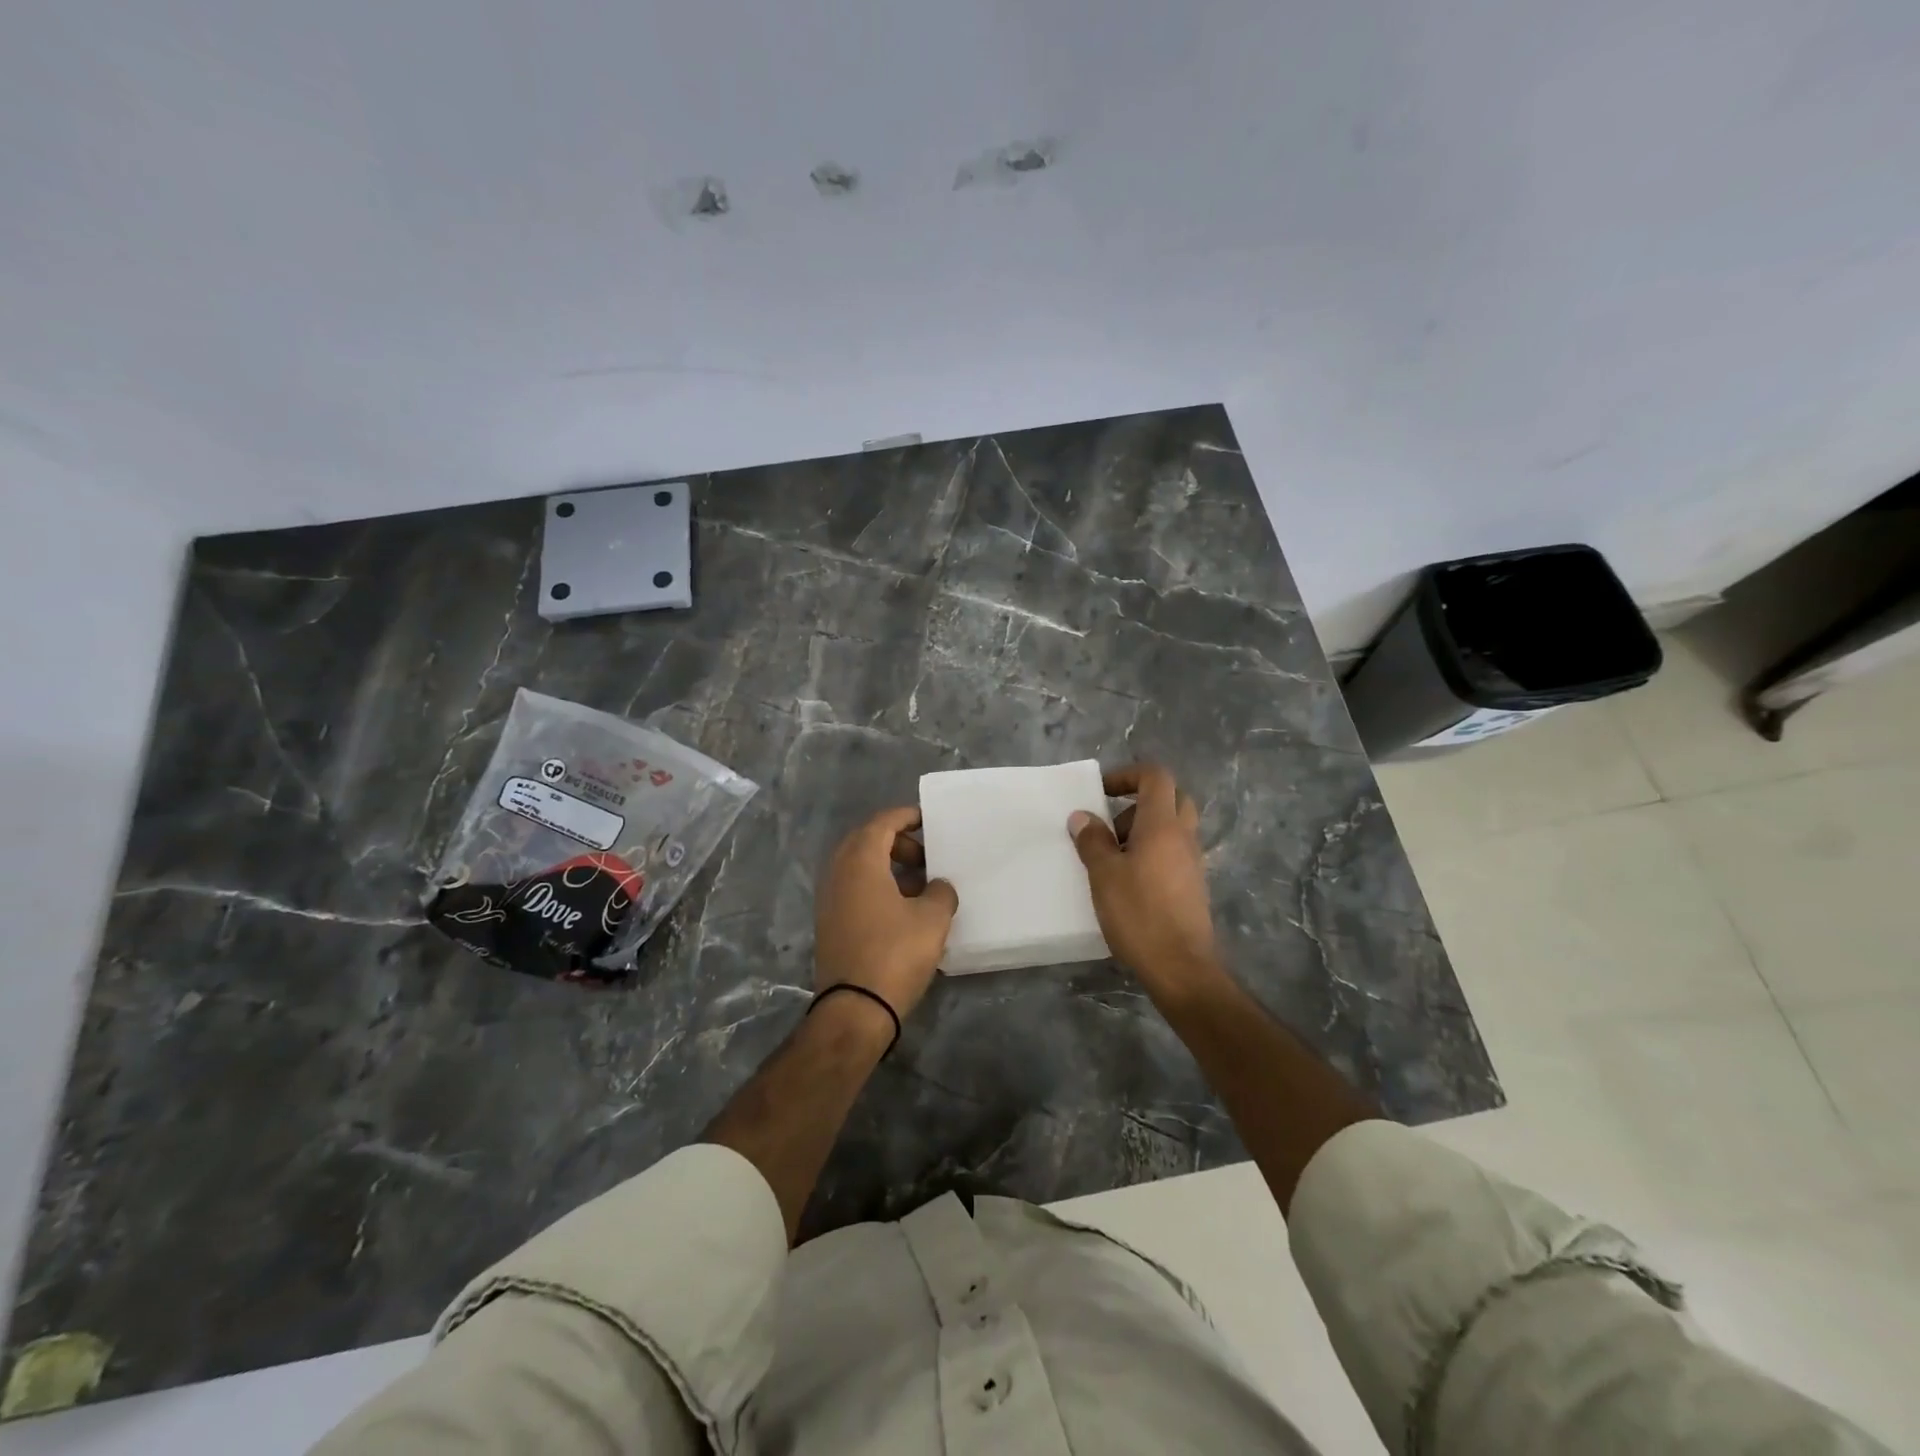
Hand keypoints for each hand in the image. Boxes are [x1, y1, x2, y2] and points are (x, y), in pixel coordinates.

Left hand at [814, 806, 958, 1021]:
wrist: (854, 1008)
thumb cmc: (895, 954)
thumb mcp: (932, 919)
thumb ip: (940, 892)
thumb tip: (937, 886)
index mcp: (860, 861)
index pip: (882, 822)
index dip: (906, 816)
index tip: (928, 819)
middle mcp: (838, 872)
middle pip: (866, 841)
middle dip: (897, 842)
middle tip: (926, 855)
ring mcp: (829, 899)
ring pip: (859, 866)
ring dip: (887, 866)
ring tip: (920, 884)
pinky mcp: (829, 923)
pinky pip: (854, 888)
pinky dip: (877, 886)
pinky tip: (903, 908)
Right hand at [1069, 764, 1222, 1003]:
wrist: (1180, 966)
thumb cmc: (1139, 914)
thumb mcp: (1104, 875)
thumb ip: (1093, 841)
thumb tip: (1082, 817)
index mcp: (1162, 825)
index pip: (1155, 777)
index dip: (1128, 774)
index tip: (1101, 791)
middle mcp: (1183, 837)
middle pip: (1171, 798)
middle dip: (1139, 802)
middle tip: (1112, 825)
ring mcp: (1193, 862)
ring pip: (1173, 828)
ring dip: (1144, 830)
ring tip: (1114, 858)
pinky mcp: (1193, 885)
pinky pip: (1174, 853)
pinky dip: (1153, 853)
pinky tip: (1130, 881)